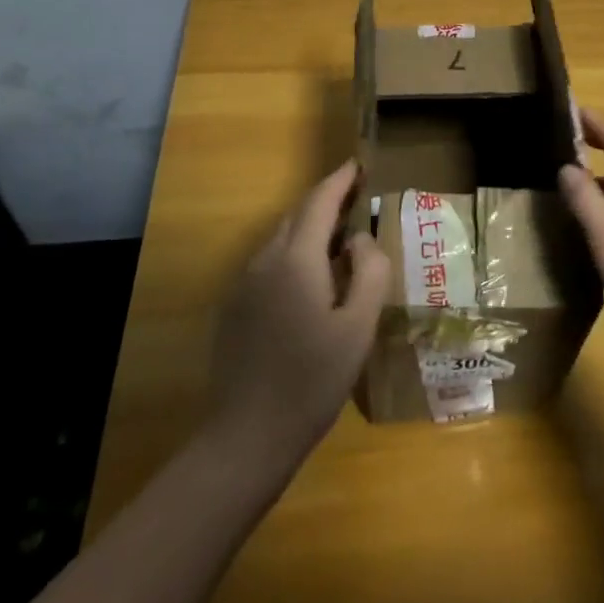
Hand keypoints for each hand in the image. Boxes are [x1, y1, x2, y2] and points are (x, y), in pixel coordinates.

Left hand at [208, 160, 387, 465]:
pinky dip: (294, 255)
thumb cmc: (311, 381)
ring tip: (339, 238)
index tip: (357, 164)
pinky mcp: (234, 308)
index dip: (339, 180)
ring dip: (310, 229)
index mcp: (296, 259)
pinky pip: (269, 264)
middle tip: (356, 198)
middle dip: (326, 201)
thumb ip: (369, 272)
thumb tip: (361, 239)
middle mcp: (265, 260)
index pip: (319, 202)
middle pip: (297, 216)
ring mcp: (244, 285)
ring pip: (281, 239)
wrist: (246, 438)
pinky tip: (310, 282)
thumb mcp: (358, 327)